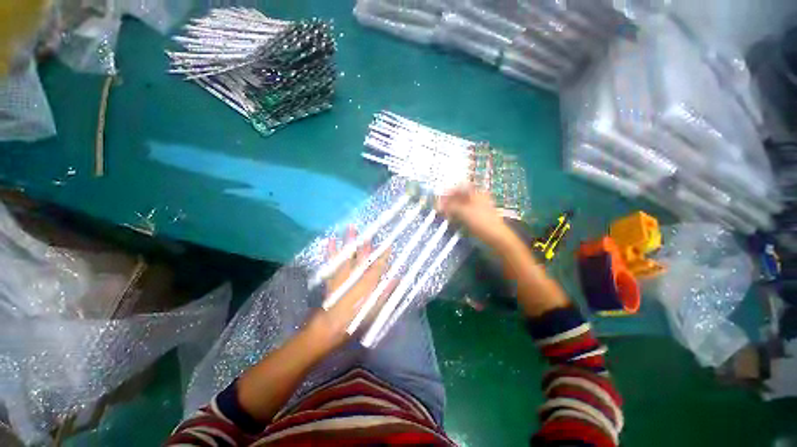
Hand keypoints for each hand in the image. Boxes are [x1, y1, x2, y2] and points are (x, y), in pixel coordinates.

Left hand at [306, 226, 391, 351]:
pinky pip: (332, 261)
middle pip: (363, 256)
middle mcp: (356, 275)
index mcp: (368, 283)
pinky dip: (331, 251)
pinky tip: (330, 241)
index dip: (384, 255)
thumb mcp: (375, 310)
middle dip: (367, 243)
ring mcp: (343, 275)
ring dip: (350, 241)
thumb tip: (396, 278)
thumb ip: (386, 293)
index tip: (389, 245)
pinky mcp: (332, 277)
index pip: (379, 265)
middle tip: (370, 230)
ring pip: (348, 254)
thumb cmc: (355, 320)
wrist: (330, 327)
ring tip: (351, 227)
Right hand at [439, 185, 512, 247]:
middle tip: (440, 208)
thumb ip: (449, 206)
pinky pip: (465, 213)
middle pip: (460, 197)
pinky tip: (452, 220)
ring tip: (445, 214)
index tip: (439, 199)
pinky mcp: (478, 217)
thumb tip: (438, 205)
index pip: (459, 188)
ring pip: (462, 205)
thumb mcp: (462, 212)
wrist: (496, 236)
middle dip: (449, 202)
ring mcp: (479, 208)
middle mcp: (478, 198)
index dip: (448, 192)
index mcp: (476, 193)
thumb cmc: (480, 221)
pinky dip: (458, 215)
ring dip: (452, 209)